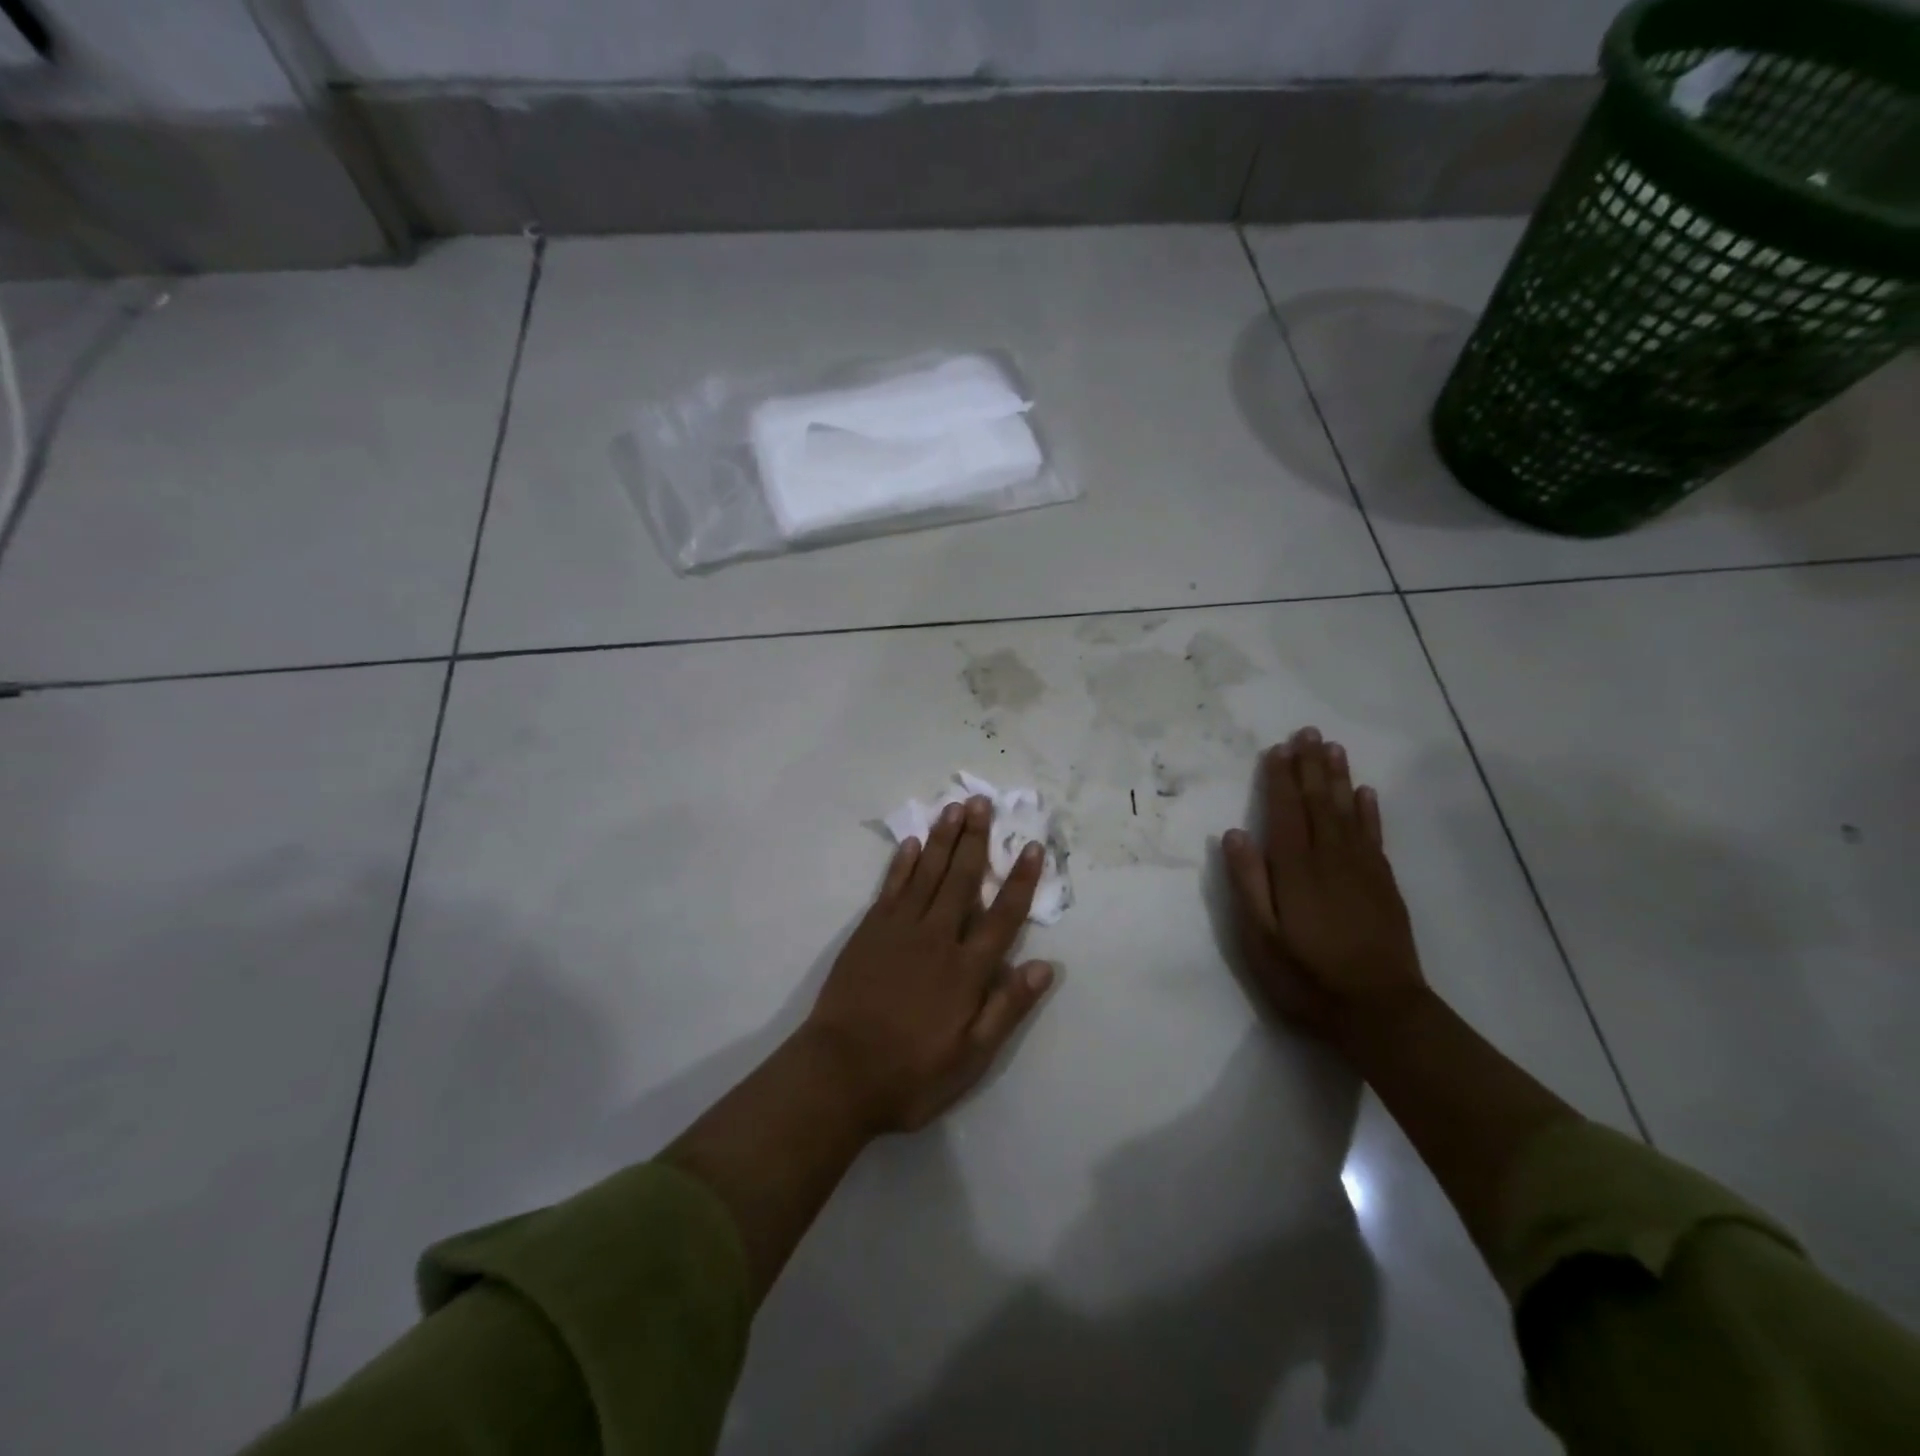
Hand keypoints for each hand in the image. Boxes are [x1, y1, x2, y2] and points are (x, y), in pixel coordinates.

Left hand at [802, 795, 1055, 1133]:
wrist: (838, 1073)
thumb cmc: (910, 1073)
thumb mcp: (971, 1058)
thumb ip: (1007, 1009)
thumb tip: (1045, 967)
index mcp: (966, 970)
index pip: (1002, 916)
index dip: (1020, 880)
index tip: (1032, 847)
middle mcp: (936, 938)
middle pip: (961, 880)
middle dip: (976, 839)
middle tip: (983, 801)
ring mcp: (899, 930)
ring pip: (926, 873)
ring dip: (942, 839)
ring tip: (954, 808)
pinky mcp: (869, 931)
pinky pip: (890, 887)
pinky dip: (902, 864)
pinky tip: (911, 844)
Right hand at [1222, 727, 1426, 1051]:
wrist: (1381, 1011)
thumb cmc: (1307, 977)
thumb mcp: (1260, 939)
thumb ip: (1248, 884)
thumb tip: (1234, 834)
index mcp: (1296, 869)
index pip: (1286, 812)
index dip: (1280, 779)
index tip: (1277, 749)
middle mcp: (1330, 858)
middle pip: (1319, 802)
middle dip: (1311, 766)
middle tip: (1307, 731)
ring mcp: (1362, 869)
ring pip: (1348, 811)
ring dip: (1339, 777)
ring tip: (1332, 748)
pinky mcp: (1383, 884)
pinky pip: (1374, 836)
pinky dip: (1369, 811)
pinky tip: (1366, 793)